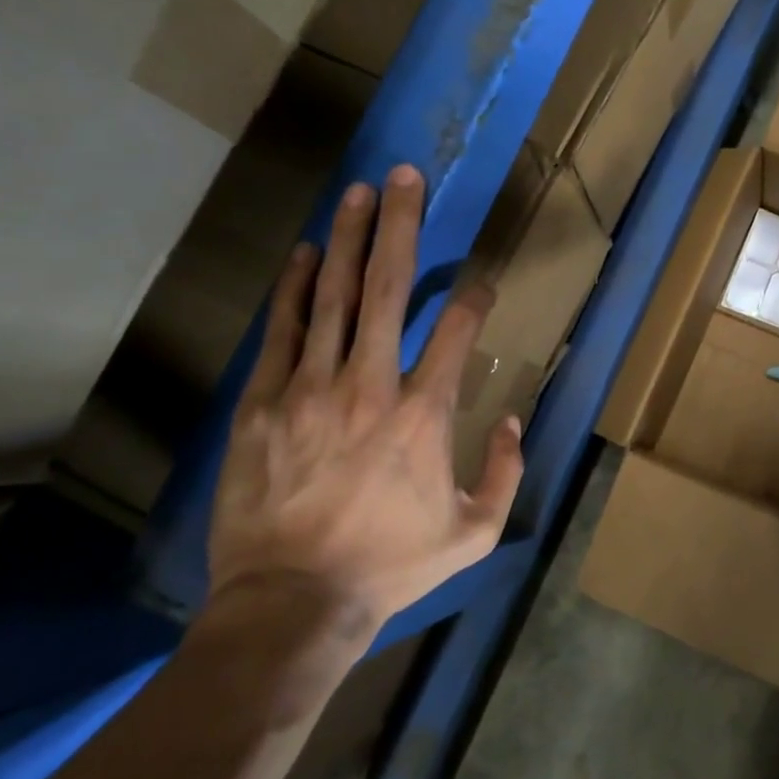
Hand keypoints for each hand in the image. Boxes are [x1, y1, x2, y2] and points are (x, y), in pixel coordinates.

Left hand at [205, 165, 524, 657]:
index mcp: (424, 415)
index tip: (480, 282)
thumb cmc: (391, 566)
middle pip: (386, 289)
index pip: (456, 331)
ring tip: (356, 192)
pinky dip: (292, 289)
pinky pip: (282, 332)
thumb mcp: (475, 533)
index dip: (474, 297)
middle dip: (400, 226)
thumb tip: (514, 420)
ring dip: (345, 239)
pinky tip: (301, 253)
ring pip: (330, 297)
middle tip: (404, 175)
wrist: (292, 603)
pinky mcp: (263, 404)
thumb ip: (507, 472)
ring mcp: (310, 389)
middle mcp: (370, 385)